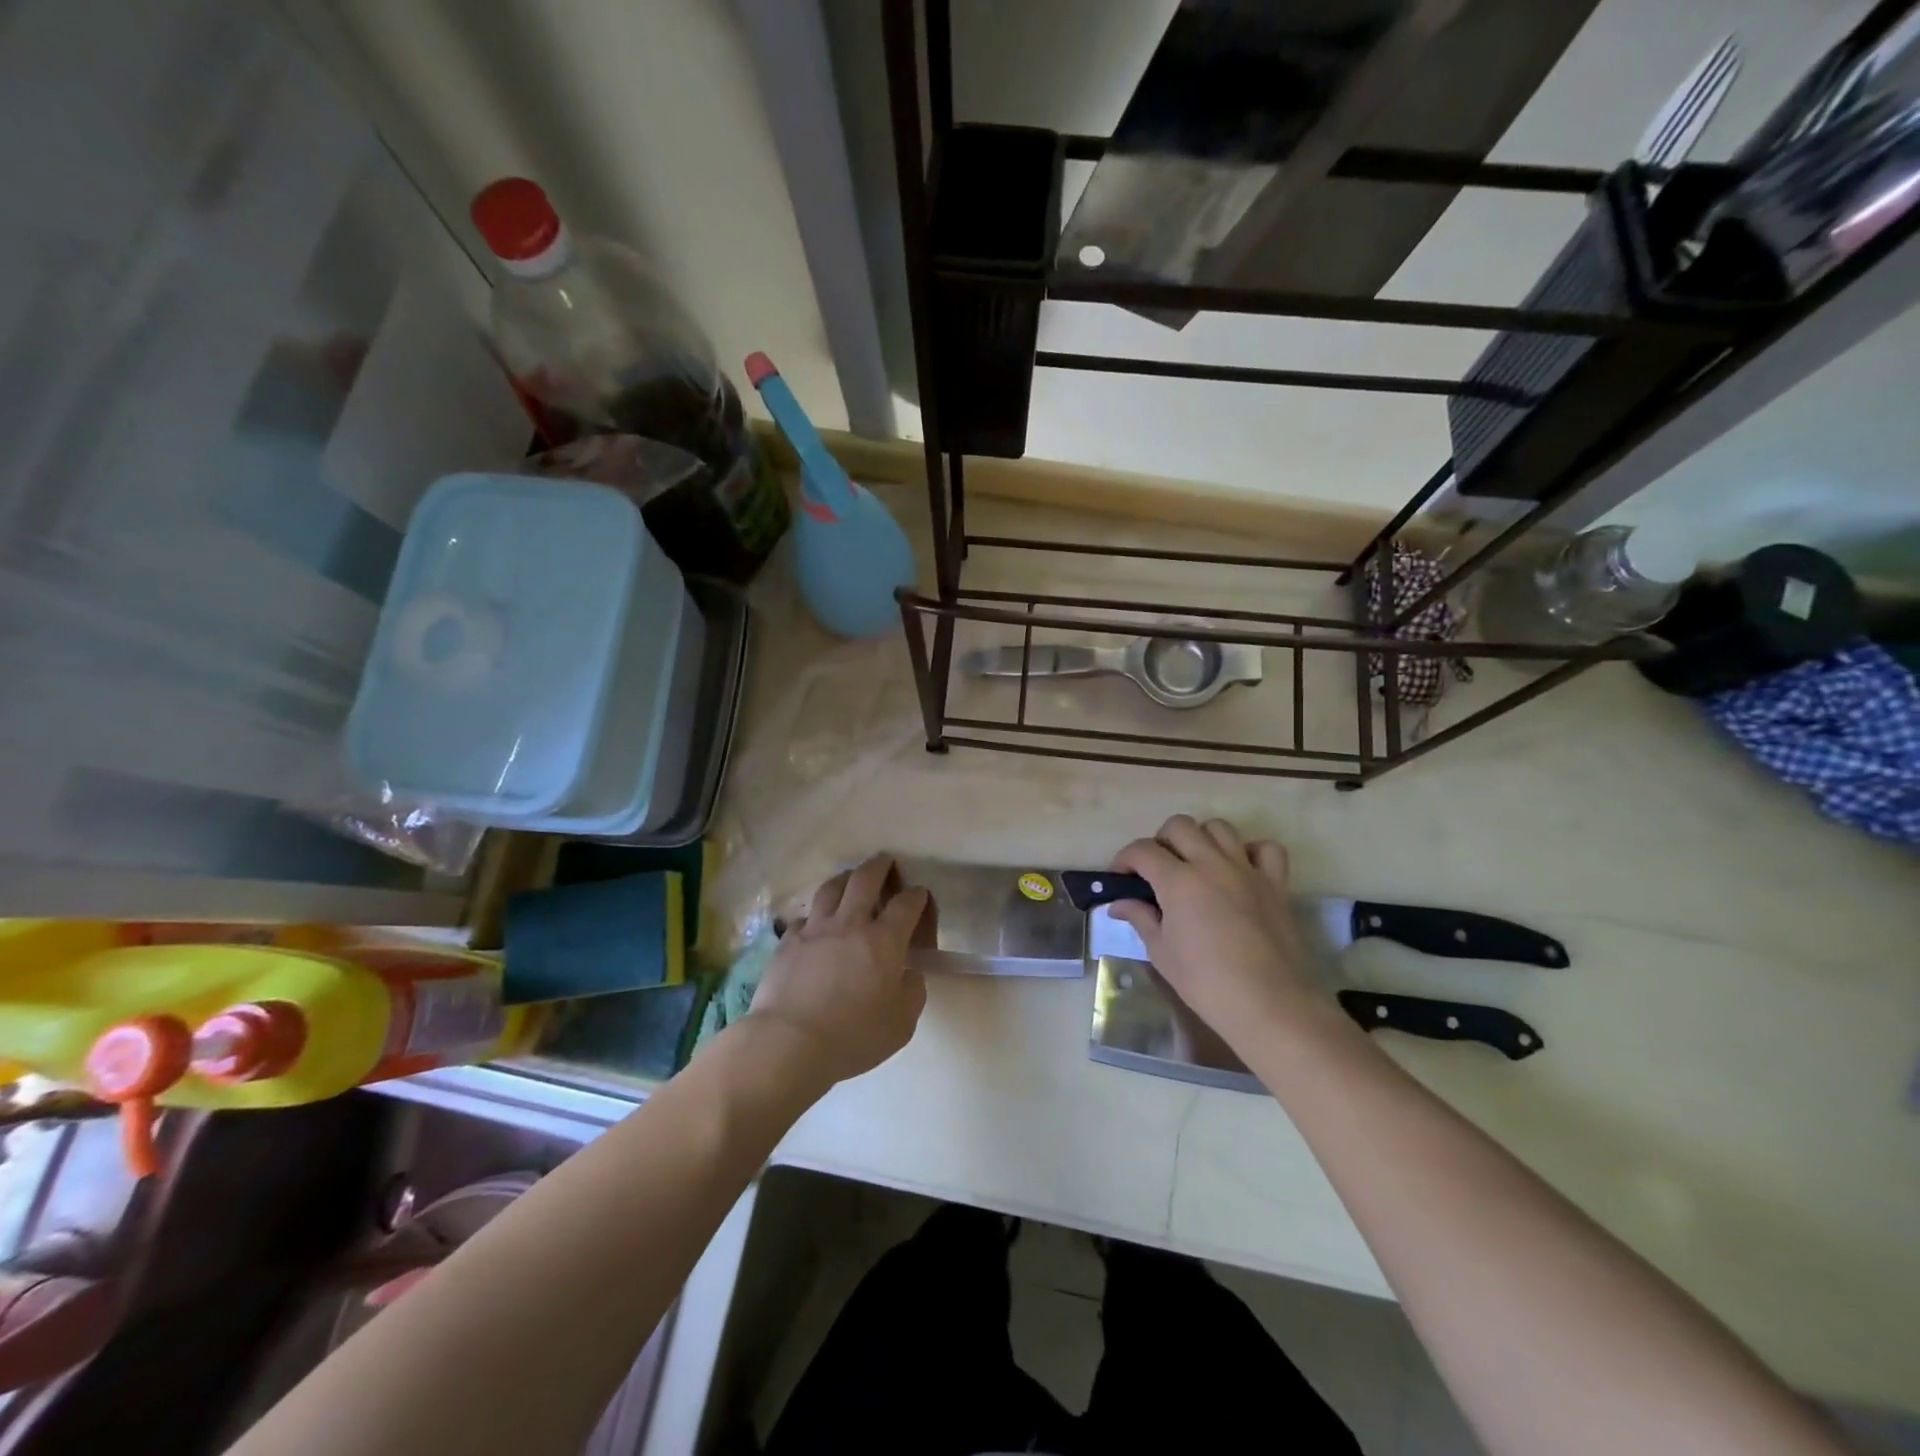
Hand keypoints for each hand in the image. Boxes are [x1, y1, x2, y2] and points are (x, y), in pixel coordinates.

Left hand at [748, 856, 932, 1084]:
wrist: (789, 1043)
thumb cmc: (853, 1036)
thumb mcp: (902, 1023)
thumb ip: (912, 991)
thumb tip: (908, 973)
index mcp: (884, 940)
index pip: (907, 904)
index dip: (917, 895)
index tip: (919, 896)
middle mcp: (850, 923)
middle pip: (866, 879)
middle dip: (880, 866)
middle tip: (885, 862)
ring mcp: (815, 929)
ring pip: (832, 887)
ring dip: (846, 878)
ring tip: (850, 880)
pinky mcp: (788, 942)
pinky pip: (805, 917)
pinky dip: (816, 915)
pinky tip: (817, 925)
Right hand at [1108, 815, 1318, 1045]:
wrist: (1268, 1004)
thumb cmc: (1205, 982)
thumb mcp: (1161, 952)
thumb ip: (1140, 918)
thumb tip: (1119, 903)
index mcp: (1178, 880)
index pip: (1142, 850)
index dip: (1124, 859)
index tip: (1120, 877)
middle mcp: (1211, 864)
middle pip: (1180, 826)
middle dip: (1161, 841)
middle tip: (1157, 869)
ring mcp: (1246, 870)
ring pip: (1220, 828)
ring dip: (1201, 838)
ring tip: (1196, 864)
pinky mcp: (1275, 884)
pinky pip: (1266, 849)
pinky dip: (1250, 851)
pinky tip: (1240, 870)